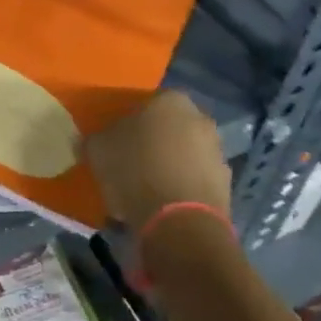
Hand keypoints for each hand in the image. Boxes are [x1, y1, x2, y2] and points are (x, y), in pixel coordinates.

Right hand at [85, 91, 230, 229]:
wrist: (179, 221)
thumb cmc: (135, 170)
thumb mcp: (98, 149)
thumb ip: (97, 139)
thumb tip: (95, 141)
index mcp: (171, 100)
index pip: (146, 103)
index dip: (129, 122)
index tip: (116, 141)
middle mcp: (200, 118)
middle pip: (169, 128)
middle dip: (153, 144)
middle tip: (129, 164)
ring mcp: (217, 152)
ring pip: (184, 155)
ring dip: (168, 167)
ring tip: (144, 191)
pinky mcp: (226, 185)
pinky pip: (194, 182)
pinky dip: (180, 190)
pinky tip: (161, 207)